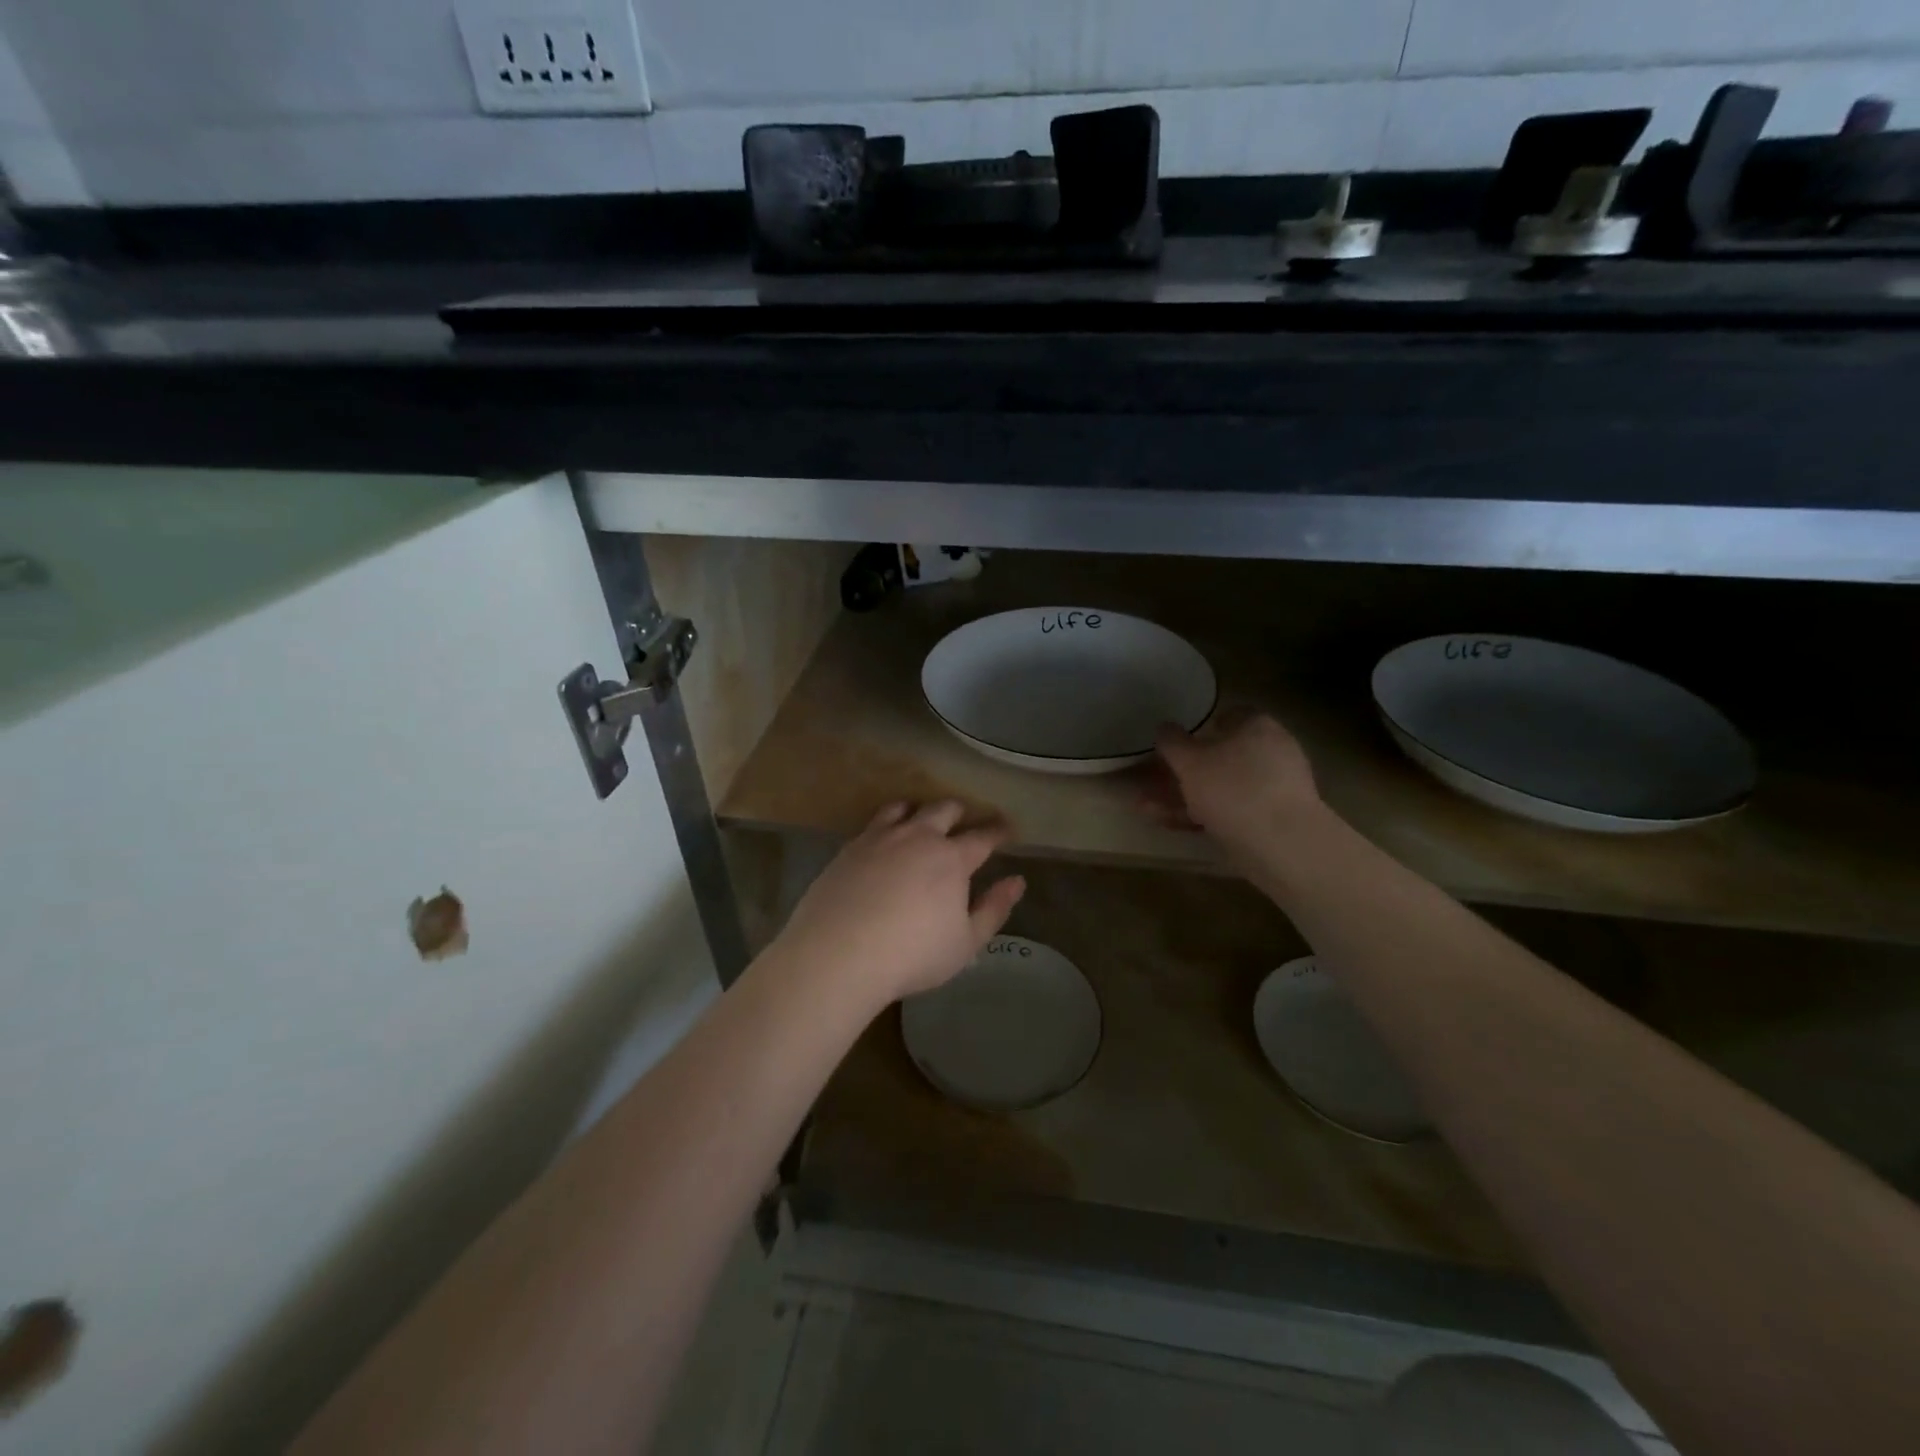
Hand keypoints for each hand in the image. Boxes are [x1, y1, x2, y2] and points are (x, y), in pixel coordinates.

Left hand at [774, 801, 1026, 1006]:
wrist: (839, 953)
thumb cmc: (912, 955)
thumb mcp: (966, 943)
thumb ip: (994, 909)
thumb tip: (1017, 881)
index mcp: (952, 859)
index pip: (983, 836)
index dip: (999, 830)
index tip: (1008, 828)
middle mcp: (918, 837)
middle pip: (945, 810)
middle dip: (961, 811)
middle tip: (966, 819)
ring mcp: (881, 838)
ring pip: (907, 808)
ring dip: (922, 810)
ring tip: (924, 818)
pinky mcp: (851, 847)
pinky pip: (875, 821)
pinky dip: (889, 820)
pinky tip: (886, 835)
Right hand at [1140, 711, 1323, 863]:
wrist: (1283, 844)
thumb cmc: (1234, 788)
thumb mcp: (1190, 761)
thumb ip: (1172, 742)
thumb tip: (1164, 727)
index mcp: (1257, 726)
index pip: (1227, 716)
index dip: (1198, 728)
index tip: (1175, 744)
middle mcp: (1270, 752)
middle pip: (1220, 756)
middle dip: (1183, 771)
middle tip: (1151, 783)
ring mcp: (1273, 788)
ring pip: (1220, 787)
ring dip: (1184, 797)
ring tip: (1147, 809)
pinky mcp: (1271, 820)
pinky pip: (1230, 810)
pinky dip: (1202, 815)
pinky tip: (1172, 825)